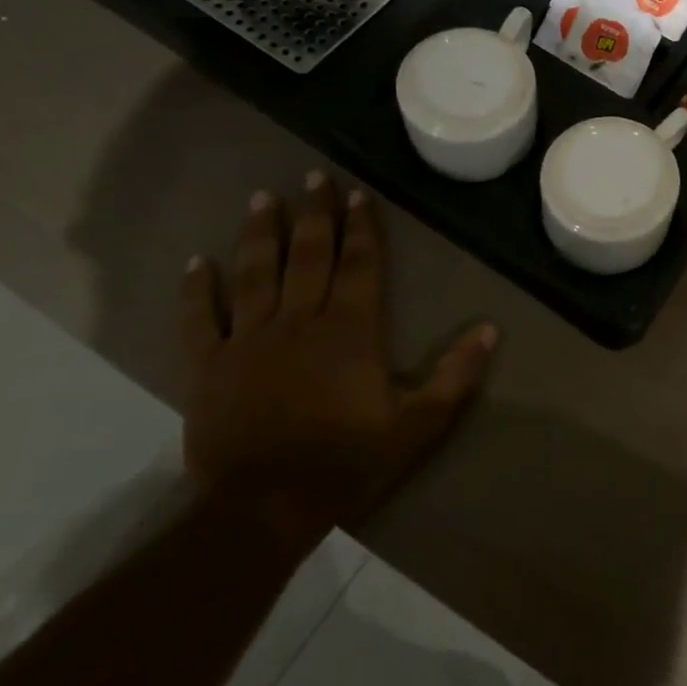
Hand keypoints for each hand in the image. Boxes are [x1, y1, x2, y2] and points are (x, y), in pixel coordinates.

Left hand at [180, 172, 496, 553]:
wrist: (264, 509)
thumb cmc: (347, 462)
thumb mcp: (419, 424)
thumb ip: (456, 374)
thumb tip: (490, 329)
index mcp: (350, 330)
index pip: (359, 263)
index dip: (360, 226)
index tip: (356, 193)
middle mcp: (299, 321)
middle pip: (307, 255)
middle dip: (312, 213)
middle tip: (312, 176)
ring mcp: (249, 340)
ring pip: (255, 273)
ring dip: (259, 233)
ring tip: (263, 197)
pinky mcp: (210, 367)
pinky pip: (201, 319)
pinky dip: (197, 289)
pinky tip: (196, 261)